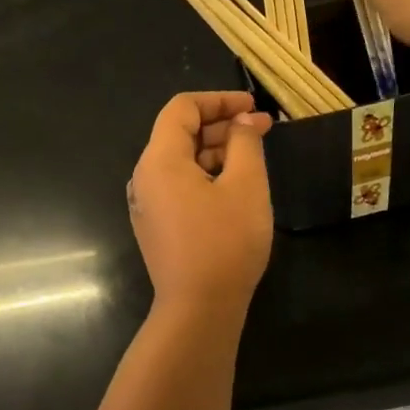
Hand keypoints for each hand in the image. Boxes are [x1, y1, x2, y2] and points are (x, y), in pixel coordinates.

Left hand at [127, 92, 272, 317]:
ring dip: (217, 151)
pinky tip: (235, 184)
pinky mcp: (157, 225)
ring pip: (182, 161)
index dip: (219, 100)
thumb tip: (243, 122)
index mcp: (160, 159)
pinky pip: (180, 186)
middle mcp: (146, 177)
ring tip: (254, 156)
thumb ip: (245, 143)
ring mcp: (148, 204)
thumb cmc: (225, 242)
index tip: (253, 107)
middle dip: (222, 126)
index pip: (182, 108)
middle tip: (263, 130)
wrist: (199, 309)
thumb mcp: (246, 185)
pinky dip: (207, 175)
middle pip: (180, 133)